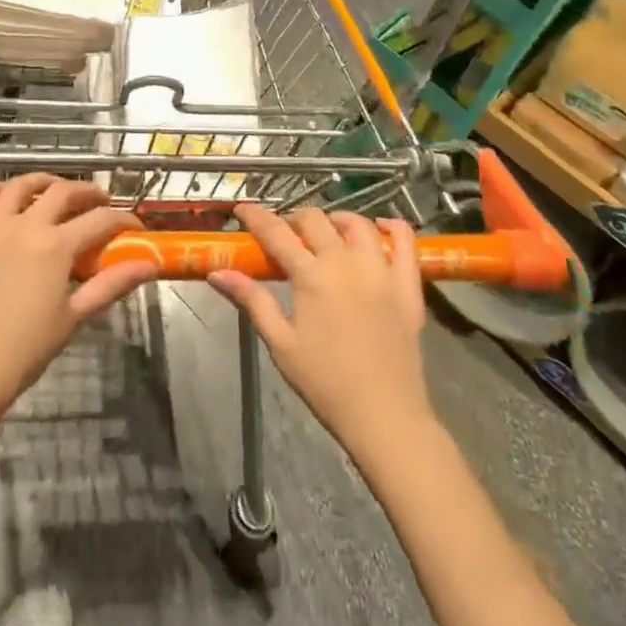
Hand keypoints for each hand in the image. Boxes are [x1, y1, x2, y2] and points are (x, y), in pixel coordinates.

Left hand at [0, 176, 156, 431]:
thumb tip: (149, 265)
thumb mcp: (75, 316)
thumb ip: (112, 284)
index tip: (133, 226)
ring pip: (19, 186)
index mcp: (55, 245)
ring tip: (52, 189)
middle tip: (98, 200)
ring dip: (42, 182)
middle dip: (87, 192)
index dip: (122, 219)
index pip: (100, 219)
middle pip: (63, 191)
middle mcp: (23, 224)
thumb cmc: (26, 348)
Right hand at [210, 204, 432, 464]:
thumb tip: (217, 272)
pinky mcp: (408, 286)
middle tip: (286, 236)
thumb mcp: (280, 343)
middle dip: (294, 219)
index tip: (242, 209)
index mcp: (311, 276)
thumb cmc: (325, 383)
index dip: (256, 216)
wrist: (385, 417)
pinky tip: (381, 227)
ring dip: (337, 220)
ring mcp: (381, 270)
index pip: (276, 232)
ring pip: (358, 224)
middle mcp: (346, 262)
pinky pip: (407, 242)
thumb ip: (252, 300)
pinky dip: (394, 227)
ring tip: (329, 232)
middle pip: (315, 220)